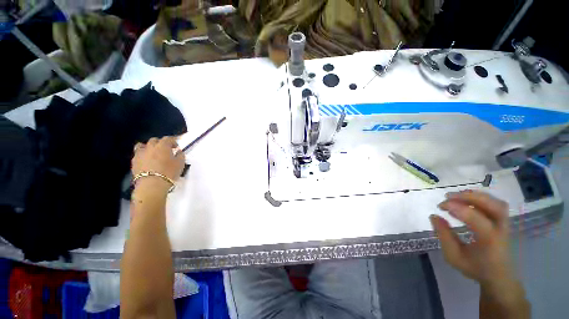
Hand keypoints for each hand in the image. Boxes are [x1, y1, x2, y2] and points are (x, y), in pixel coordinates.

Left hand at [132, 136, 184, 188]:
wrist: (152, 185)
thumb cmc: (169, 172)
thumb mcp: (180, 163)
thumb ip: (180, 155)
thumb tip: (178, 151)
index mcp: (163, 146)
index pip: (168, 138)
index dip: (173, 141)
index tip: (176, 147)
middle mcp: (150, 147)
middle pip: (154, 140)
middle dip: (160, 143)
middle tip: (166, 150)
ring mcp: (140, 154)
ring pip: (142, 145)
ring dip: (148, 147)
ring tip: (153, 154)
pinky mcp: (134, 162)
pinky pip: (138, 154)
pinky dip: (143, 155)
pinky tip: (147, 161)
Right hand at [430, 190, 513, 286]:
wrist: (499, 276)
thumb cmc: (475, 268)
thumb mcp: (454, 256)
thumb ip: (444, 236)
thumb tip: (434, 216)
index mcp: (490, 241)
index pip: (476, 218)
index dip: (457, 208)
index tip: (440, 206)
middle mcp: (501, 229)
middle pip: (492, 205)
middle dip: (469, 197)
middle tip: (448, 196)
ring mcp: (505, 224)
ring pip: (495, 202)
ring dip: (475, 196)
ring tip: (456, 197)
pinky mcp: (503, 222)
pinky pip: (495, 204)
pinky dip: (480, 199)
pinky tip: (467, 201)